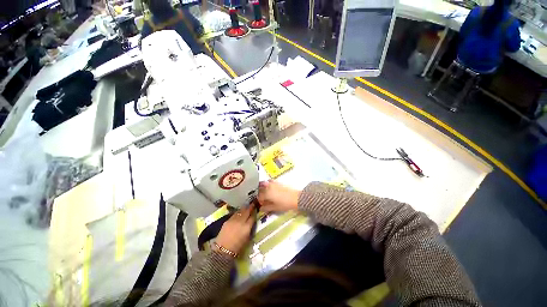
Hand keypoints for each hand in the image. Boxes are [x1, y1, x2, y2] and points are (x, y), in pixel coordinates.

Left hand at [215, 204, 255, 254]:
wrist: (223, 250)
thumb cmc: (237, 248)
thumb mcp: (247, 238)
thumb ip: (250, 228)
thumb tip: (251, 222)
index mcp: (247, 227)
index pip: (253, 217)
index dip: (255, 213)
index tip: (256, 210)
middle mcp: (241, 221)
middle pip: (247, 211)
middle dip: (250, 207)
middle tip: (253, 204)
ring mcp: (233, 220)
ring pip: (240, 211)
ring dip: (244, 208)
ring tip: (246, 207)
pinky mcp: (228, 220)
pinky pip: (235, 214)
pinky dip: (238, 212)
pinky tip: (239, 212)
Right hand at [257, 180, 299, 212]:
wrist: (296, 198)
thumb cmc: (285, 204)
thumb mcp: (275, 208)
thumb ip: (266, 208)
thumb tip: (261, 208)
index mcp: (267, 193)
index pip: (259, 196)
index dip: (260, 201)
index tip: (262, 204)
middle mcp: (268, 187)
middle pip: (261, 189)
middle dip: (261, 194)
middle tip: (264, 200)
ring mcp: (273, 183)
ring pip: (264, 184)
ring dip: (263, 188)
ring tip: (267, 194)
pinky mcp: (278, 182)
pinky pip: (270, 182)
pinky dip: (268, 184)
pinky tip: (271, 189)